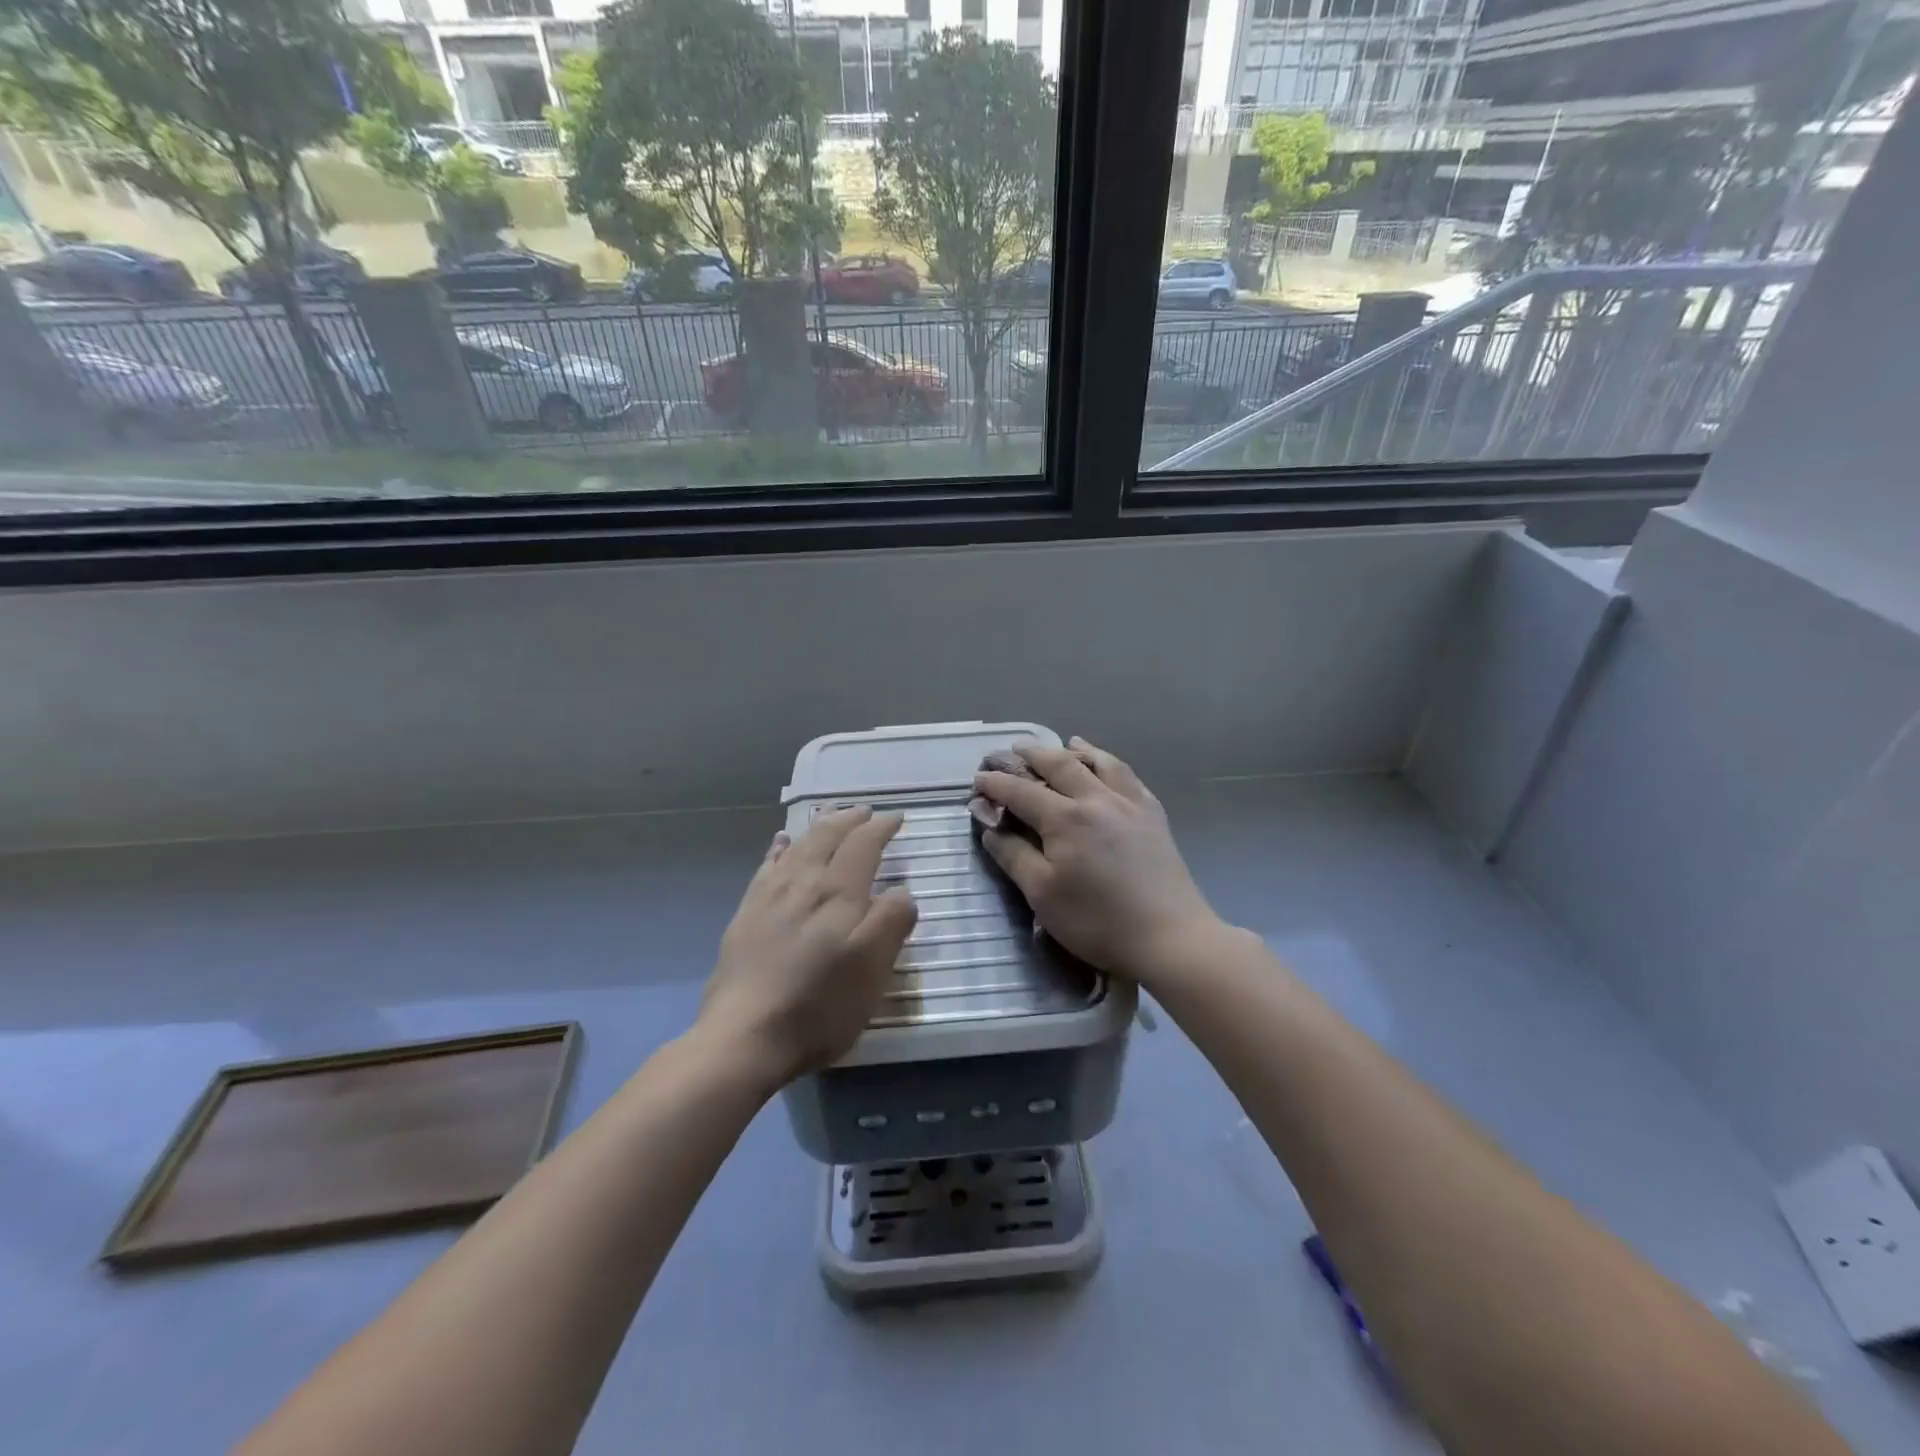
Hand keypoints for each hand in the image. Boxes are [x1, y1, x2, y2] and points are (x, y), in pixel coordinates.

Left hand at [696, 806, 918, 1089]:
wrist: (745, 1036)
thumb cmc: (820, 1004)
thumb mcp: (873, 968)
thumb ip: (892, 921)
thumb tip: (901, 892)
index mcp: (838, 892)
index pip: (863, 844)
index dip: (881, 828)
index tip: (896, 818)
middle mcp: (803, 882)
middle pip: (827, 836)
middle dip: (849, 819)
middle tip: (865, 812)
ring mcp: (769, 896)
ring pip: (797, 845)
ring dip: (819, 827)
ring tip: (830, 817)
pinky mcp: (746, 914)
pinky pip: (767, 865)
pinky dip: (780, 848)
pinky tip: (781, 844)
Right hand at [972, 738, 1223, 987]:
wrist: (1170, 936)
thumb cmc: (1098, 921)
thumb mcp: (1043, 895)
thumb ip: (1013, 856)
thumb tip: (990, 828)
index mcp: (1064, 818)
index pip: (1021, 791)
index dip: (996, 783)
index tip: (978, 779)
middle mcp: (1096, 799)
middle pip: (1059, 764)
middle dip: (1032, 754)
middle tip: (1014, 749)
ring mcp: (1129, 803)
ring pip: (1098, 761)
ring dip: (1075, 750)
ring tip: (1064, 744)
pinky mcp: (1153, 814)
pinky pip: (1128, 775)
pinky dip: (1109, 763)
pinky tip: (1107, 766)